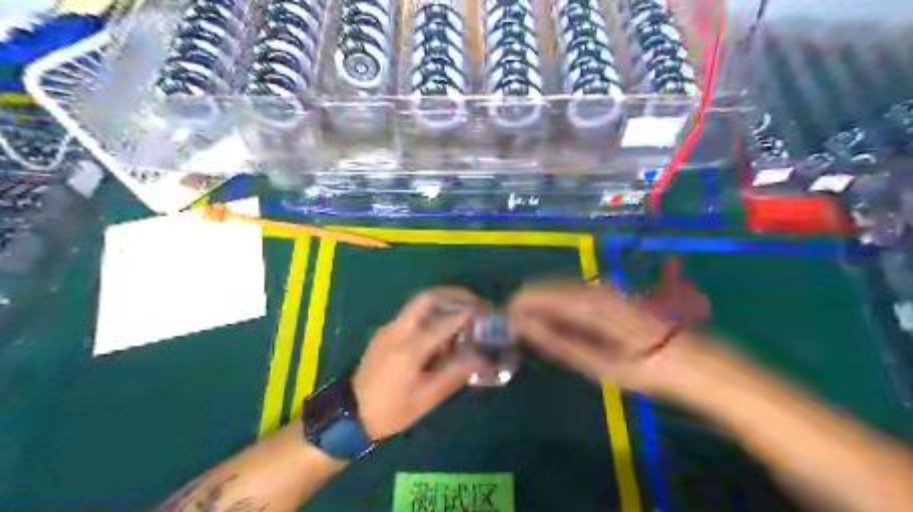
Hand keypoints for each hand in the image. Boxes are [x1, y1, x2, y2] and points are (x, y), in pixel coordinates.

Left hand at [350, 287, 492, 438]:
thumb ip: (454, 374)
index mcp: (408, 349)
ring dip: (444, 302)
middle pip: (427, 298)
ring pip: (419, 303)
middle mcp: (397, 331)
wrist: (351, 414)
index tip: (486, 314)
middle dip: (454, 294)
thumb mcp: (426, 399)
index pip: (443, 323)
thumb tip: (481, 358)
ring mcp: (388, 328)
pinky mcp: (385, 331)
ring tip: (464, 315)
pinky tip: (443, 330)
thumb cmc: (391, 411)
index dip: (467, 316)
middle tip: (475, 302)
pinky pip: (412, 314)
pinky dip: (431, 313)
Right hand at [506, 284, 684, 390]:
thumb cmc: (649, 371)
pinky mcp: (620, 294)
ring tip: (531, 318)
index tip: (506, 312)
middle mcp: (602, 290)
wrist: (698, 365)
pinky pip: (583, 293)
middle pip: (556, 290)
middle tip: (514, 318)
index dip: (525, 303)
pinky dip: (565, 304)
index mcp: (595, 306)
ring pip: (569, 290)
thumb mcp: (601, 365)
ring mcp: (613, 290)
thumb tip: (527, 329)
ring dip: (548, 302)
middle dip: (533, 302)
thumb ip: (561, 344)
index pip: (548, 298)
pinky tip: (560, 316)